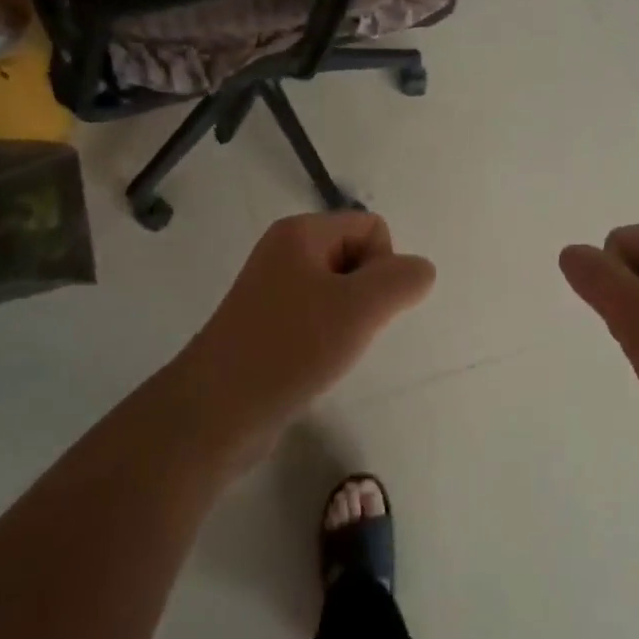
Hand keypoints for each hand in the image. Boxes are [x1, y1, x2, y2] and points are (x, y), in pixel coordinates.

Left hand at [178, 213, 435, 461]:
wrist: (217, 411)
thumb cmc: (291, 348)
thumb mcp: (360, 308)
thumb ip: (402, 280)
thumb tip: (420, 271)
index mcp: (300, 232)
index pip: (372, 227)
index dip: (383, 266)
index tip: (363, 307)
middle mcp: (284, 251)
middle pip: (356, 256)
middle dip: (367, 294)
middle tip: (347, 331)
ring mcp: (272, 289)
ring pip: (339, 291)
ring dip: (349, 320)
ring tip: (330, 350)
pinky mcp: (266, 325)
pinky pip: (317, 317)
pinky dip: (327, 338)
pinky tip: (315, 364)